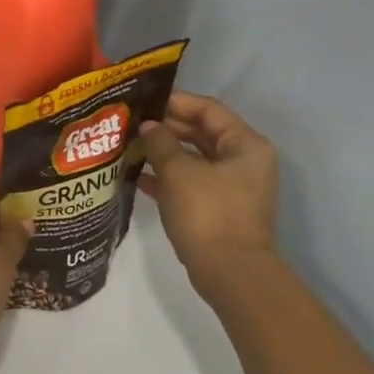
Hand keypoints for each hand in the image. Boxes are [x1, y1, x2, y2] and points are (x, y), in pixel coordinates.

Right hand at [138, 92, 279, 288]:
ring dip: (163, 152)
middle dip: (165, 128)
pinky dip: (167, 177)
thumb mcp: (179, 172)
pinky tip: (137, 177)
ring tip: (128, 146)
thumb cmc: (208, 213)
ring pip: (193, 158)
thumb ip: (161, 143)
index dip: (175, 102)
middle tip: (130, 124)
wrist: (230, 272)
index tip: (142, 101)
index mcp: (245, 144)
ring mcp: (232, 186)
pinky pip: (190, 181)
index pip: (208, 109)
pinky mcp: (219, 207)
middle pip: (201, 133)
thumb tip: (148, 126)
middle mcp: (243, 161)